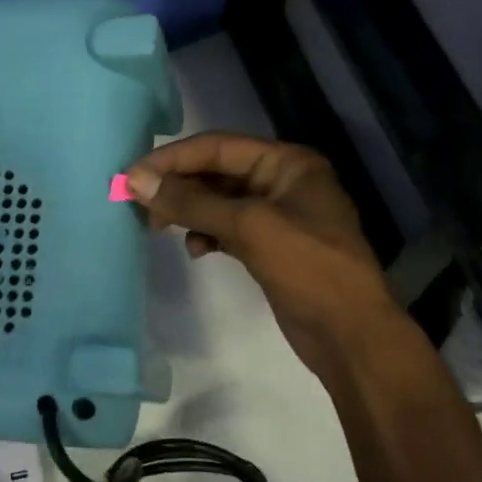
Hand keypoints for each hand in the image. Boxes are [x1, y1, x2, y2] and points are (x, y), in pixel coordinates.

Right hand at [125, 132, 396, 375]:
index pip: (219, 146)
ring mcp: (277, 216)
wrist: (350, 335)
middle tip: (138, 204)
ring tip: (158, 227)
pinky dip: (206, 234)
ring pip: (219, 202)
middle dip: (178, 185)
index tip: (131, 176)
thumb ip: (191, 202)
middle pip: (217, 172)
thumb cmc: (308, 269)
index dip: (173, 158)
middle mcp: (283, 182)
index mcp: (288, 163)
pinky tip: (195, 250)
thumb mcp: (249, 227)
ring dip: (188, 211)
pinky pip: (227, 229)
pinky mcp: (269, 247)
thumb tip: (136, 181)